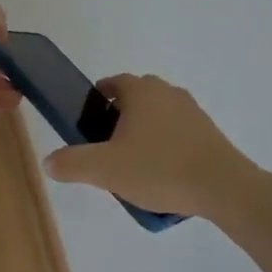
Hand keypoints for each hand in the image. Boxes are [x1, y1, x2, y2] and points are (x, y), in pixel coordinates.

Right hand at [45, 75, 260, 221]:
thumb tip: (49, 161)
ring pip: (157, 116)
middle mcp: (166, 90)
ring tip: (135, 168)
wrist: (223, 187)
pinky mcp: (208, 131)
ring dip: (143, 134)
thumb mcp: (106, 169)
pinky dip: (166, 146)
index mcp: (140, 90)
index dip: (96, 102)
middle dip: (118, 121)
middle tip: (108, 151)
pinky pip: (177, 132)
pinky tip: (162, 175)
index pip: (111, 84)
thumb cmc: (160, 168)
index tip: (89, 127)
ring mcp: (191, 109)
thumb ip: (73, 163)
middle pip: (134, 100)